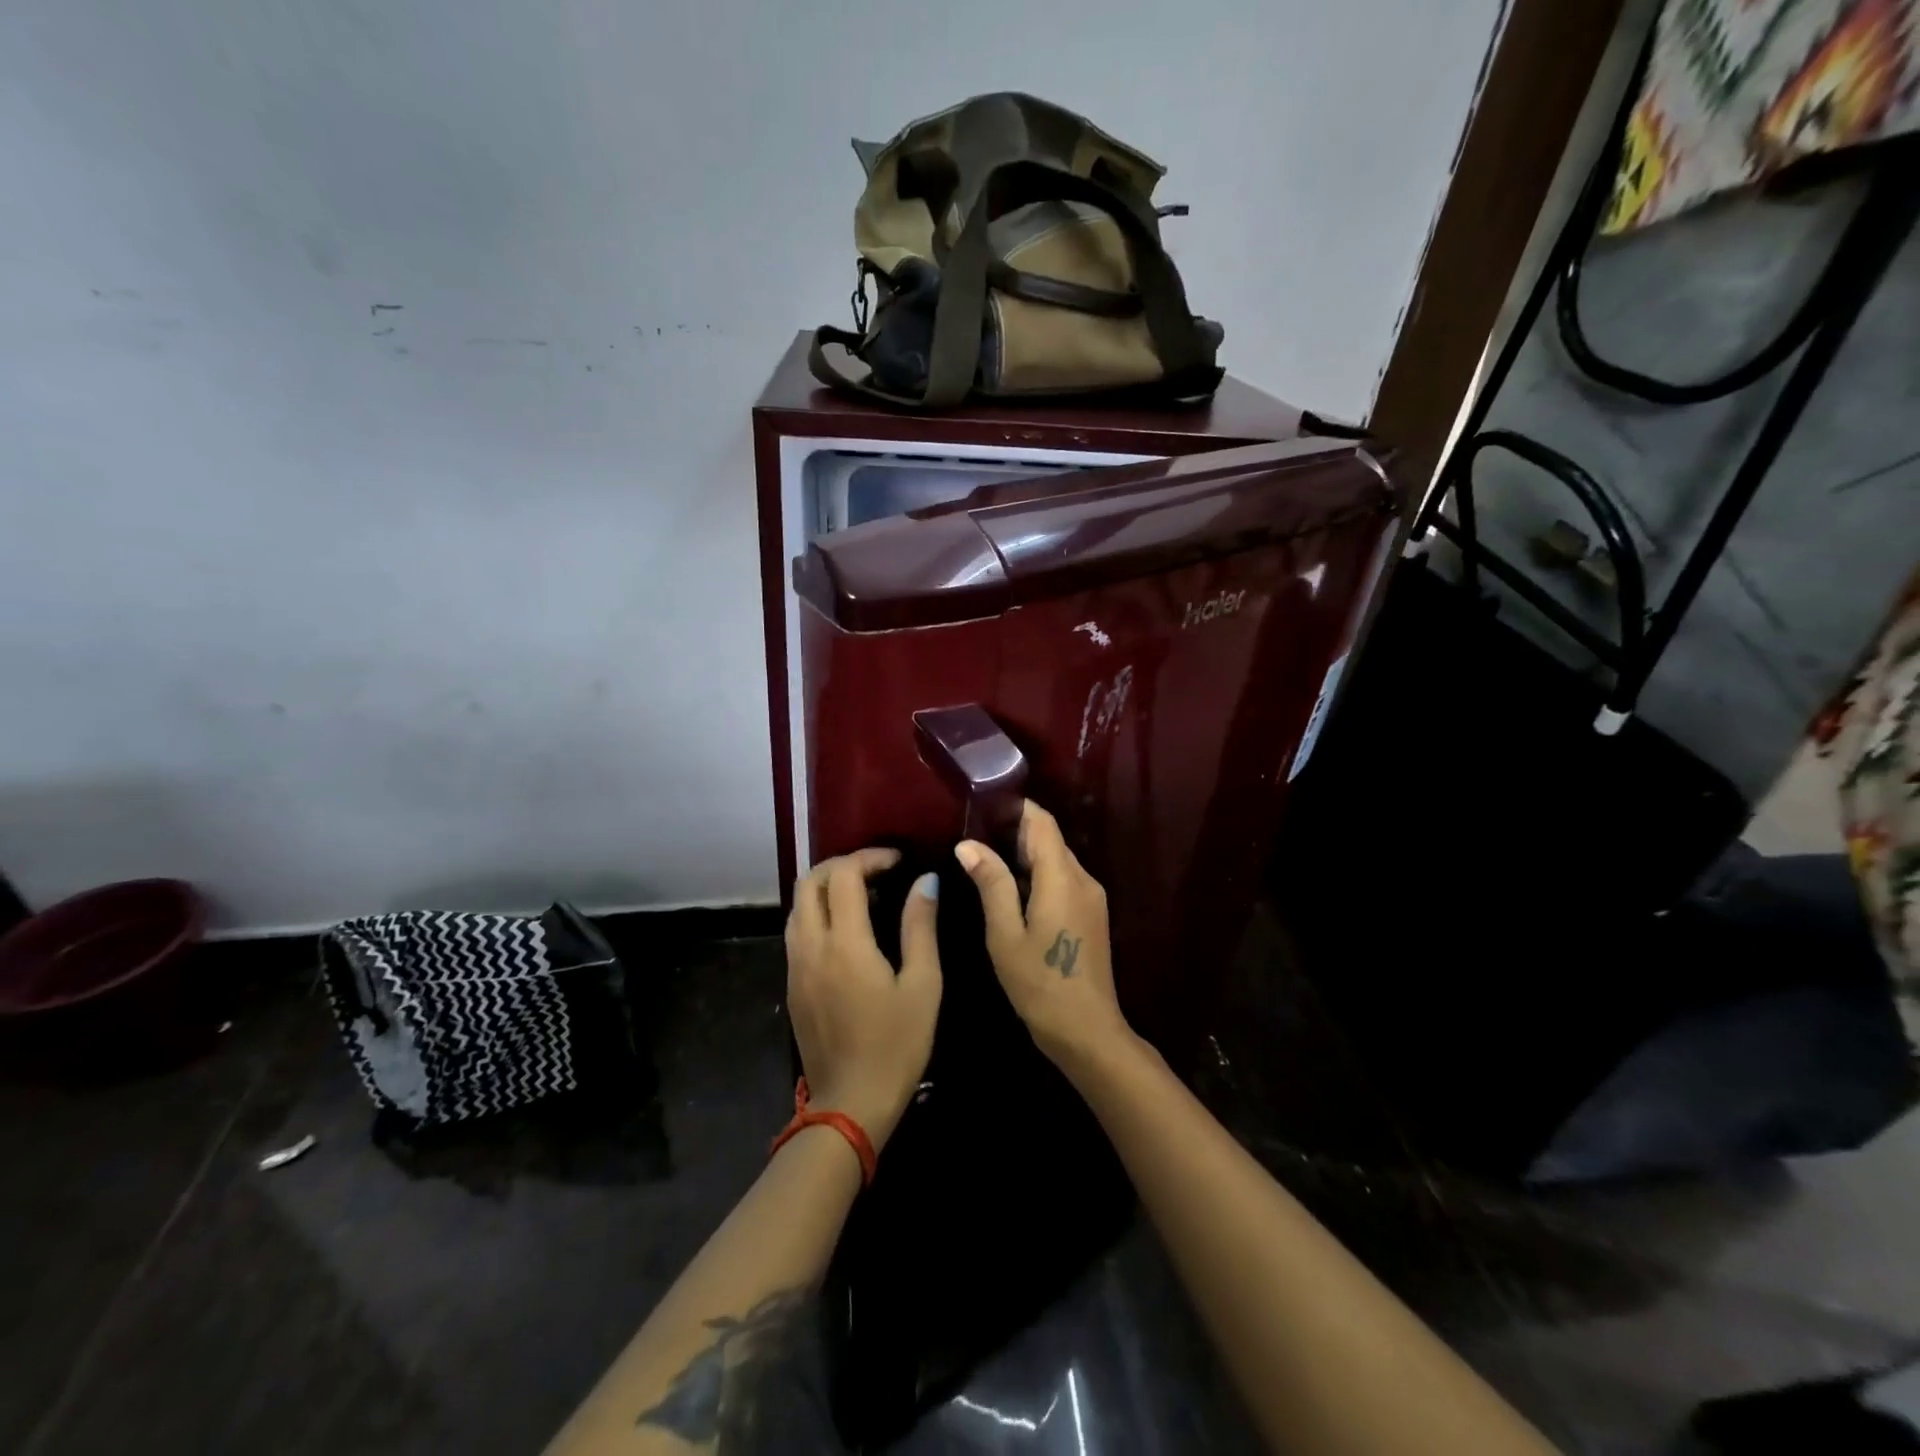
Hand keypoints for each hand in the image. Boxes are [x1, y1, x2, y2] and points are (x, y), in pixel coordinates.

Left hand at [784, 849, 942, 1151]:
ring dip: (825, 887)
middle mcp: (811, 946)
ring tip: (863, 894)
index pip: (844, 875)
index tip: (897, 860)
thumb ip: (920, 927)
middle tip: (876, 870)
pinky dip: (818, 912)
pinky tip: (847, 929)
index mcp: (844, 943)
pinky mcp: (791, 985)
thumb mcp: (923, 985)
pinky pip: (797, 931)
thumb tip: (925, 881)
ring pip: (798, 905)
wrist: (850, 1104)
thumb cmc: (897, 1045)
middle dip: (841, 865)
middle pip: (809, 882)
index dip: (869, 857)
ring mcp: (795, 966)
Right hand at [953, 800, 1134, 1071]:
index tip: (984, 805)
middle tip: (974, 835)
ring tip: (985, 860)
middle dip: (1015, 832)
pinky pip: (1063, 881)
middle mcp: (1083, 879)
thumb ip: (991, 884)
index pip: (1042, 823)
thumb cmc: (1040, 983)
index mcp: (1062, 878)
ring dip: (1025, 857)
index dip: (1017, 808)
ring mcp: (1091, 898)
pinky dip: (1038, 877)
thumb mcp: (1005, 934)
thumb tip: (968, 844)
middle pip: (1050, 840)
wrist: (1087, 1031)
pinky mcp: (1091, 916)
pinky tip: (1010, 892)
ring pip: (1056, 861)